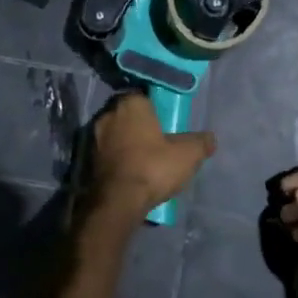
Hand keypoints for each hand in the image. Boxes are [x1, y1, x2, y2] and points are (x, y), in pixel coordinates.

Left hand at [87, 93, 214, 215]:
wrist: (118, 201)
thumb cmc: (153, 167)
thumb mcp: (188, 154)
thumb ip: (201, 142)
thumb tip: (210, 139)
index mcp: (131, 104)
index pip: (143, 95)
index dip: (155, 106)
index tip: (166, 119)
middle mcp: (108, 115)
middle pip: (128, 114)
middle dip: (140, 124)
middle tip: (158, 139)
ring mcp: (95, 138)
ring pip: (116, 133)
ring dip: (127, 142)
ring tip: (145, 158)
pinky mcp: (88, 160)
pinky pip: (108, 152)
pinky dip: (118, 158)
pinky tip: (132, 171)